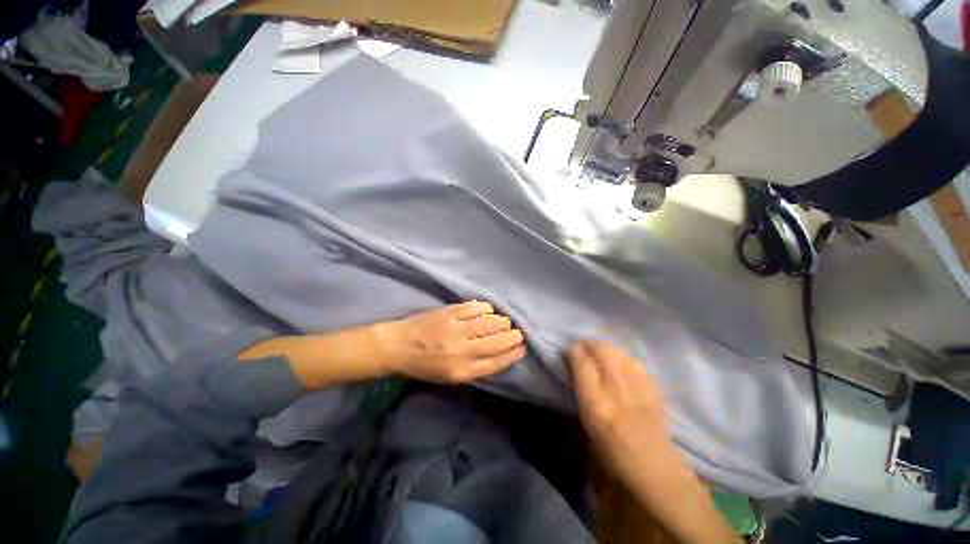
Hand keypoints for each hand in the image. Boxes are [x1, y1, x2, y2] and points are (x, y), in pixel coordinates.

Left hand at [379, 301, 526, 383]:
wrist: (398, 346)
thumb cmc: (424, 365)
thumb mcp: (450, 376)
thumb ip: (475, 367)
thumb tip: (500, 354)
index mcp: (461, 371)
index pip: (496, 362)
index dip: (513, 354)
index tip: (522, 348)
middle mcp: (461, 350)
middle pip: (497, 341)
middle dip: (513, 336)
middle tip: (516, 332)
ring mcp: (455, 329)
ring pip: (490, 322)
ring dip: (502, 321)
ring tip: (504, 322)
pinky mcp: (449, 312)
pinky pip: (476, 307)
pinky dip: (486, 308)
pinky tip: (488, 310)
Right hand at [568, 340, 670, 483]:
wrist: (655, 472)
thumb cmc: (612, 455)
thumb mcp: (587, 425)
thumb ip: (581, 393)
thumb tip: (576, 369)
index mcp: (595, 405)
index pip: (581, 363)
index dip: (572, 350)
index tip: (568, 349)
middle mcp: (616, 391)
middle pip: (601, 350)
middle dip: (588, 343)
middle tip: (581, 345)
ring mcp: (638, 388)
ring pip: (619, 352)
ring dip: (605, 347)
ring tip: (599, 351)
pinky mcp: (654, 389)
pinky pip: (635, 361)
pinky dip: (623, 357)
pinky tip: (620, 362)